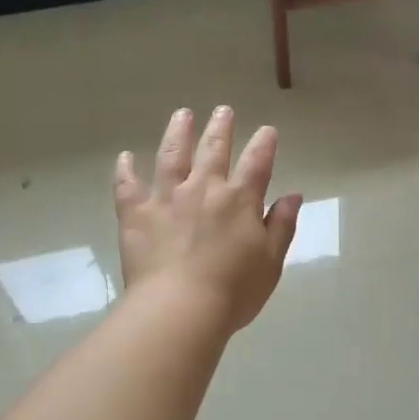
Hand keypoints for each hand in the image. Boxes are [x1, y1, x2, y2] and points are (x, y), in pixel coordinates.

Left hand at [114, 107, 302, 332]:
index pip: (257, 163)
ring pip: (171, 156)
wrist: (180, 309)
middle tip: (223, 110)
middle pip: (213, 149)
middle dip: (220, 127)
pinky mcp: (136, 215)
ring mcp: (166, 198)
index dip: (264, 144)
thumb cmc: (233, 291)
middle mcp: (203, 189)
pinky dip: (125, 170)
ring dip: (178, 132)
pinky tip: (125, 157)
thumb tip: (294, 195)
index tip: (267, 130)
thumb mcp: (271, 262)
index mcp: (239, 200)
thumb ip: (281, 225)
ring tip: (182, 115)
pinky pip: (127, 186)